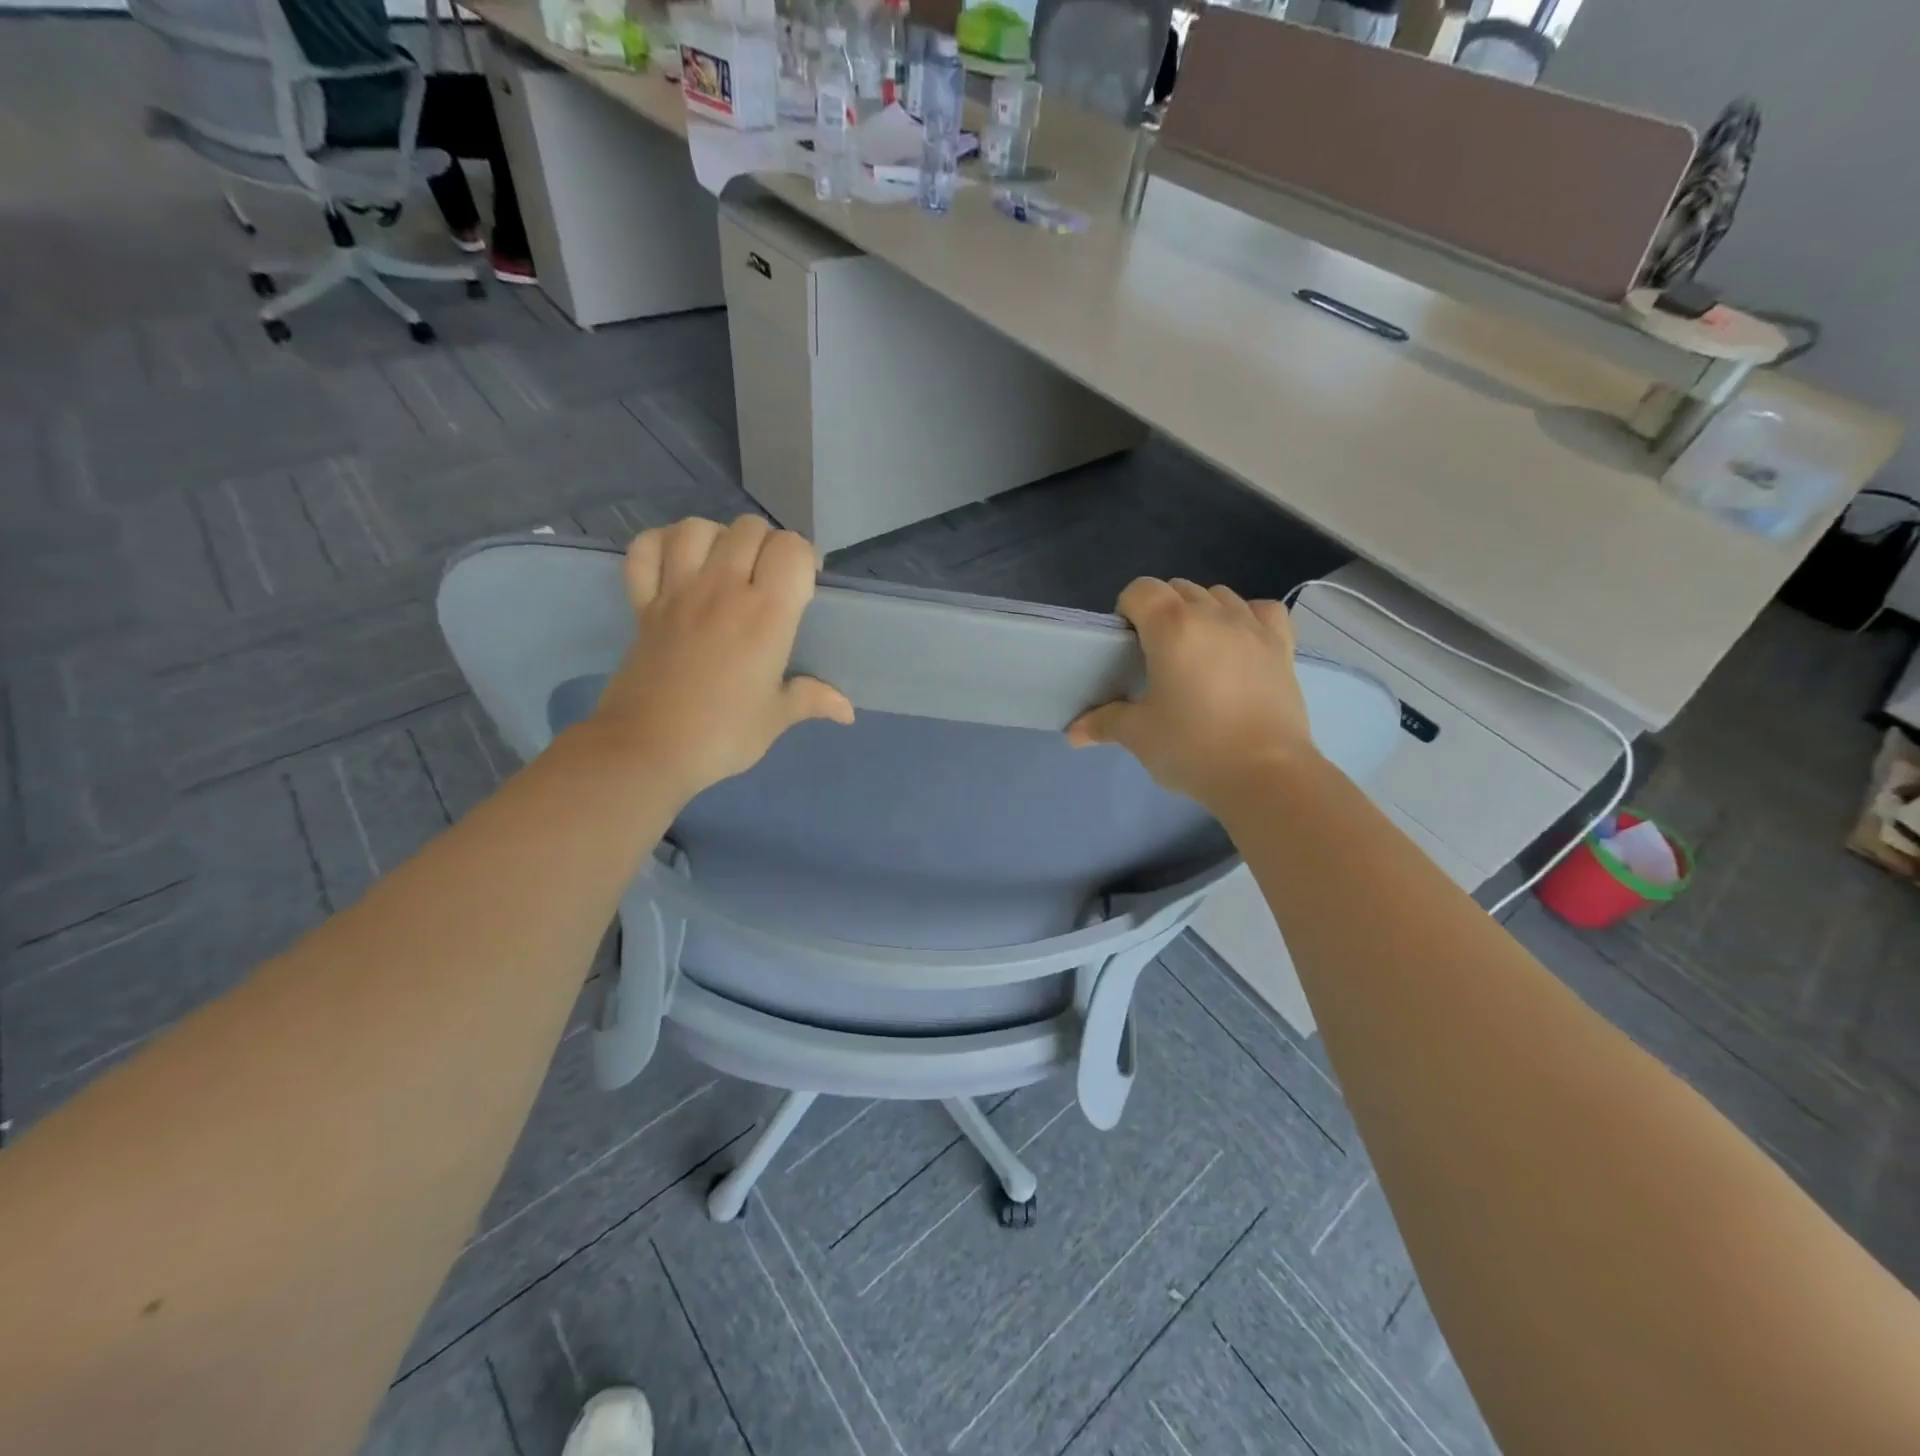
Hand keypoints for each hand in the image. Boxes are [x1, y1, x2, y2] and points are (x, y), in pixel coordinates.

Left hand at [587, 517, 853, 802]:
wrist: (646, 750)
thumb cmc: (722, 735)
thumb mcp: (776, 718)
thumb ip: (812, 699)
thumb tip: (847, 711)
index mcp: (766, 615)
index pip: (791, 548)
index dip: (803, 559)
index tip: (803, 588)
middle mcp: (723, 589)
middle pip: (749, 529)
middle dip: (767, 546)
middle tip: (768, 582)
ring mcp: (677, 591)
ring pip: (698, 528)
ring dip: (717, 538)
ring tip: (725, 568)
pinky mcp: (642, 603)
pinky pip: (645, 549)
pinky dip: (661, 545)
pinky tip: (677, 562)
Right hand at [1067, 578, 1317, 811]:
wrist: (1266, 775)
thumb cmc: (1193, 748)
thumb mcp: (1139, 735)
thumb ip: (1104, 723)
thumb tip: (1073, 732)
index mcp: (1172, 627)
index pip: (1140, 590)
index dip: (1127, 610)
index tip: (1126, 645)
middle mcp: (1213, 615)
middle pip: (1178, 589)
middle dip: (1162, 611)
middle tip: (1156, 655)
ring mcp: (1252, 627)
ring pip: (1219, 596)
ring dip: (1201, 612)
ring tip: (1196, 652)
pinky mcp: (1282, 646)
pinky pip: (1261, 611)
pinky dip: (1246, 618)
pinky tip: (1239, 644)